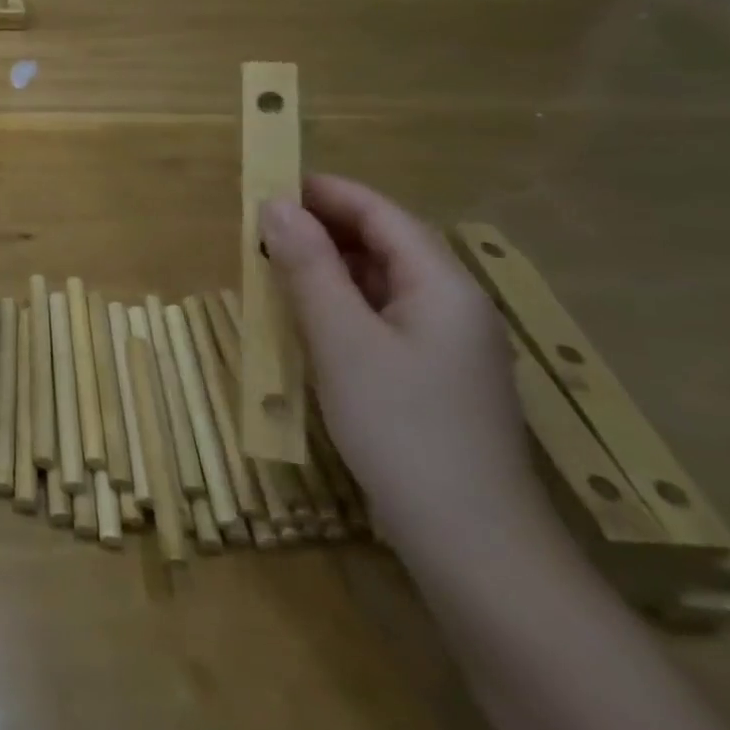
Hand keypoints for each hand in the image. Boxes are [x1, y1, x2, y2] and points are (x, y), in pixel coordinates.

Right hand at [259, 175, 546, 558]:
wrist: (471, 544)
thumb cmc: (402, 427)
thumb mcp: (341, 338)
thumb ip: (308, 265)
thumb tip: (274, 204)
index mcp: (442, 285)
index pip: (381, 214)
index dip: (324, 192)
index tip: (266, 185)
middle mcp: (452, 305)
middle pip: (383, 243)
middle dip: (320, 228)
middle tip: (257, 231)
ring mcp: (445, 344)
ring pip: (379, 282)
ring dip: (325, 267)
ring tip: (269, 268)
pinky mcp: (430, 376)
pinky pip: (379, 317)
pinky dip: (338, 304)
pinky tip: (303, 319)